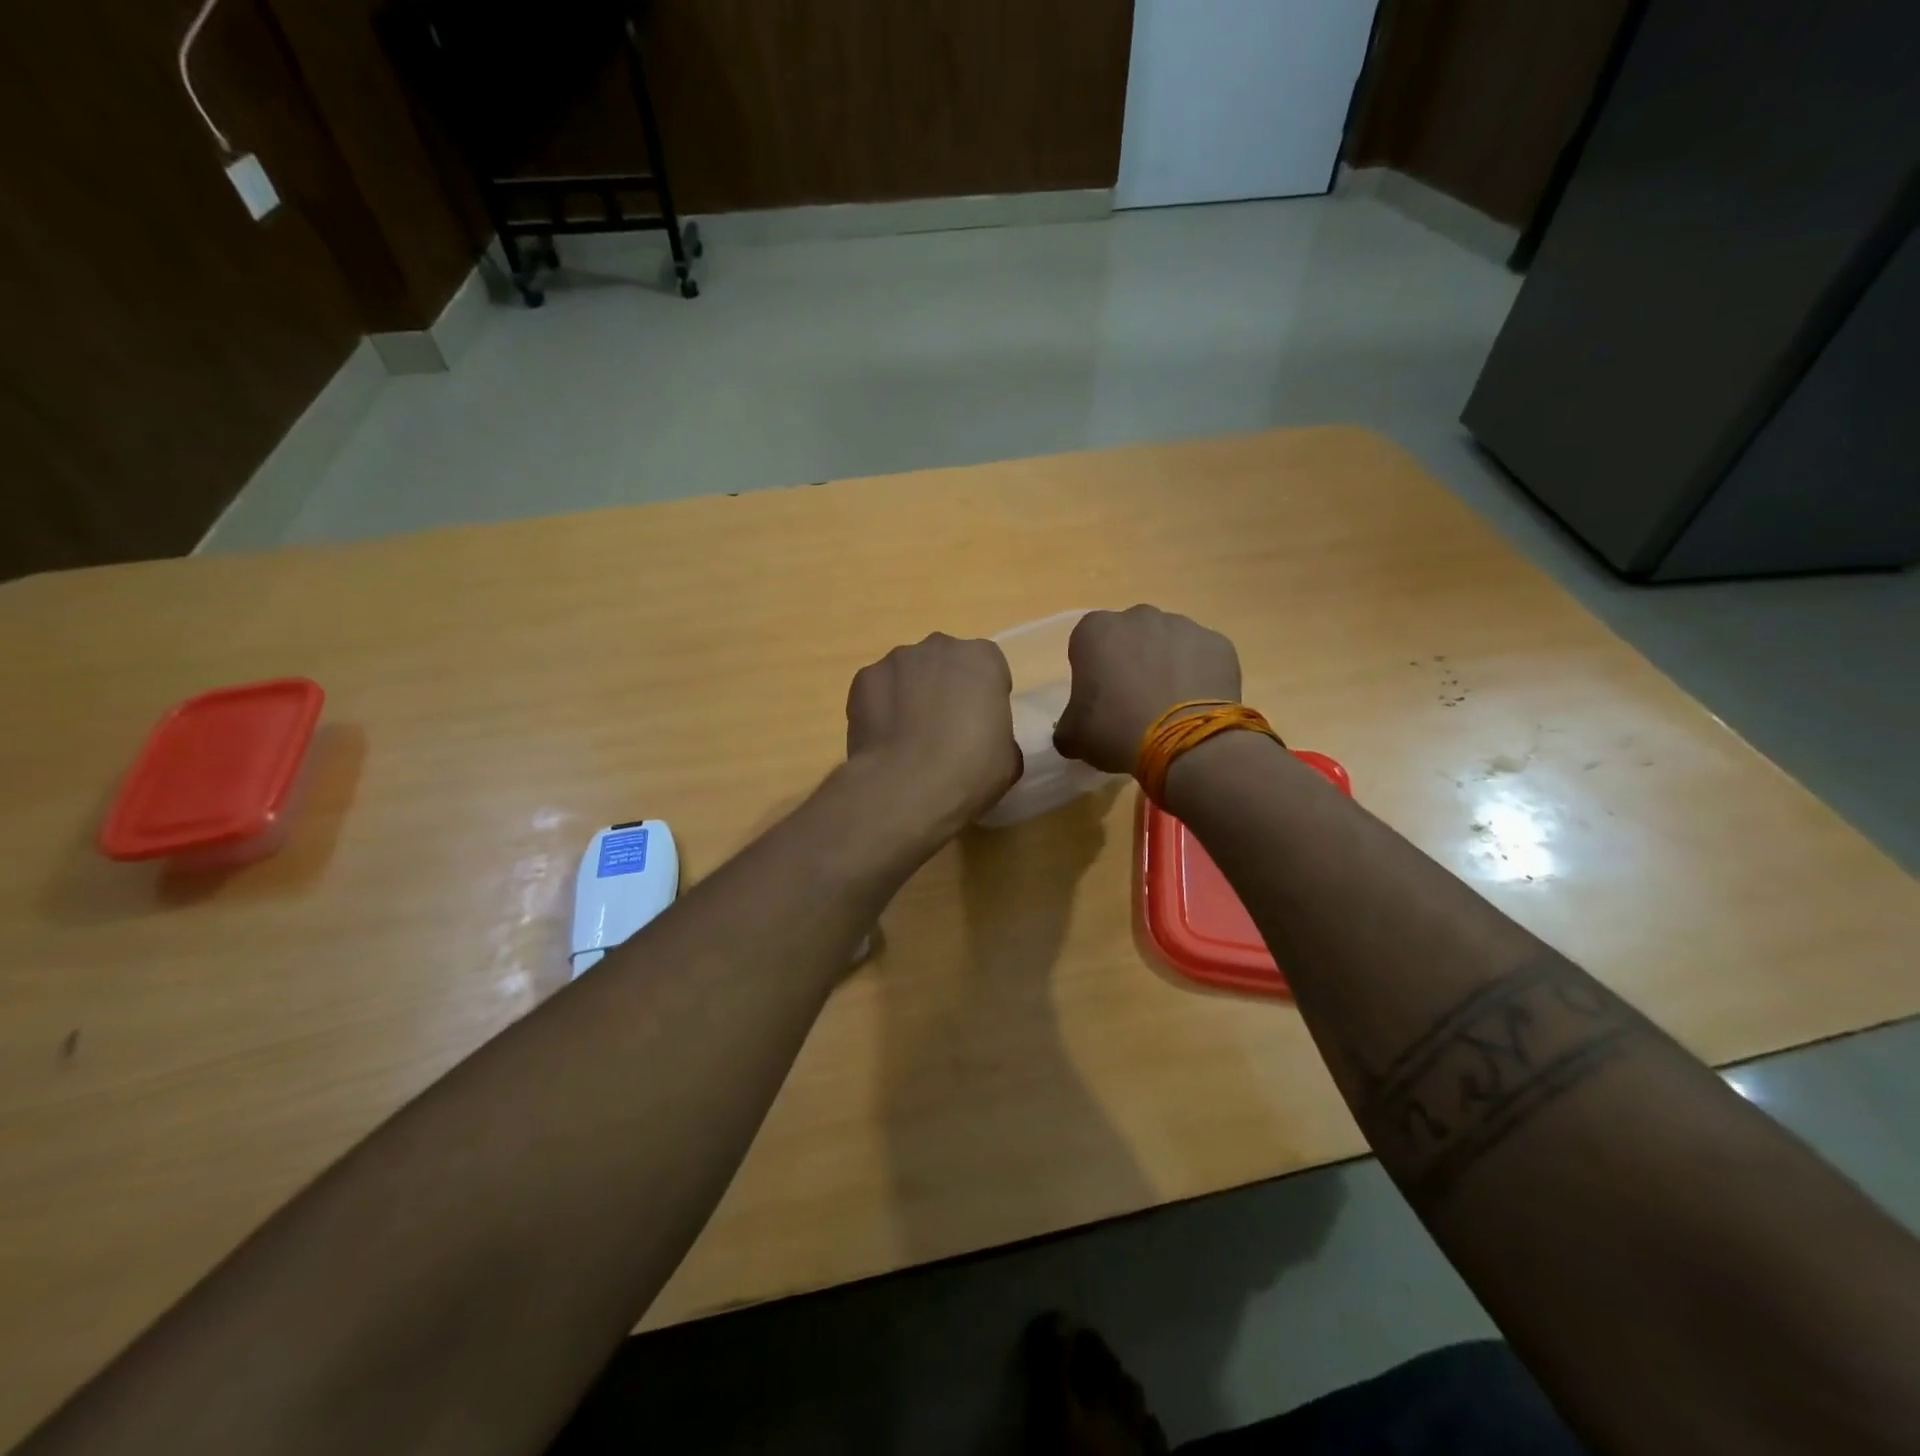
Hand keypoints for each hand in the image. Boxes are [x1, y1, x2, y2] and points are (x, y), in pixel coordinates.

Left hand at [845, 633, 1020, 833]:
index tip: (981, 725)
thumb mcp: (1008, 758)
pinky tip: (884, 741)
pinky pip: (877, 690)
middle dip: (945, 687)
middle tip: (944, 729)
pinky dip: (880, 708)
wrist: (908, 786)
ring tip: (908, 739)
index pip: (989, 668)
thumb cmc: (971, 770)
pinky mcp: (863, 680)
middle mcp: (939, 647)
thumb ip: (999, 736)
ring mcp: (896, 660)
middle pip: (945, 663)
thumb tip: (986, 742)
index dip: (984, 697)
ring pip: (908, 673)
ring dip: (910, 695)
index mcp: (982, 658)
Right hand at [1052, 606, 1241, 774]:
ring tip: (1169, 706)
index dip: (1092, 671)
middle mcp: (1139, 616)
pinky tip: (1196, 705)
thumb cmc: (1115, 730)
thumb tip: (1074, 729)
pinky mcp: (1218, 643)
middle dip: (1131, 660)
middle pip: (1130, 637)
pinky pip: (1202, 657)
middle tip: (1133, 701)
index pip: (1087, 644)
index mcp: (1096, 630)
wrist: (1184, 741)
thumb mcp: (1073, 736)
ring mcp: (1183, 626)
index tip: (1099, 699)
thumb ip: (1067, 725)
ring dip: (1166, 665)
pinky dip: (1198, 675)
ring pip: (1168, 643)